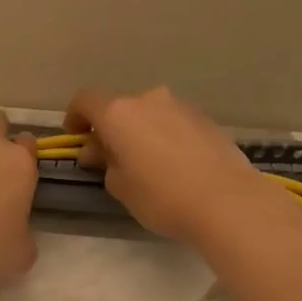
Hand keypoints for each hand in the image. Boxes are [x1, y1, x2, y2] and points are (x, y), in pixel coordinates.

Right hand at [64, 85, 301, 243]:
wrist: (226, 201)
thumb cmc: (161, 196)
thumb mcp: (119, 186)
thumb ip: (105, 162)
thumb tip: (100, 150)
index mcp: (119, 113)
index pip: (85, 100)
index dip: (75, 117)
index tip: (76, 138)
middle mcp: (149, 100)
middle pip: (120, 108)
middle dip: (111, 129)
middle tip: (111, 159)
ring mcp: (181, 106)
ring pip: (149, 114)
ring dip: (140, 133)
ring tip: (146, 165)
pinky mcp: (206, 119)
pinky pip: (173, 124)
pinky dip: (165, 137)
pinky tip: (174, 166)